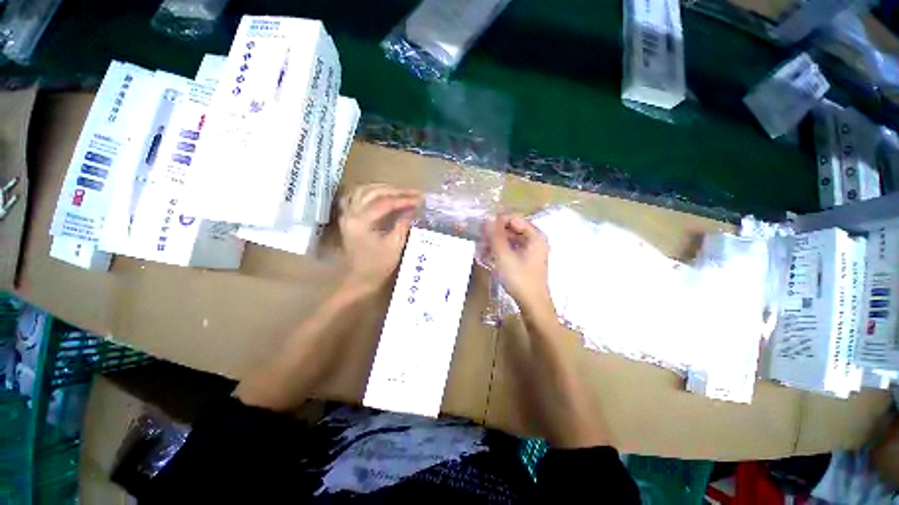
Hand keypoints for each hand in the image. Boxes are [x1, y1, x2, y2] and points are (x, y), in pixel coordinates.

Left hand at [339, 184, 421, 292]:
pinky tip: (380, 193)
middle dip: (396, 191)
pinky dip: (369, 192)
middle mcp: (350, 214)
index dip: (404, 199)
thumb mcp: (394, 246)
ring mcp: (347, 214)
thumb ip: (403, 224)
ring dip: (383, 188)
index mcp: (360, 222)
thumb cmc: (378, 266)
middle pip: (373, 193)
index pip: (384, 203)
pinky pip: (355, 196)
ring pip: (363, 191)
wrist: (360, 278)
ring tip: (401, 191)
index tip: (420, 199)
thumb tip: (414, 209)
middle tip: (413, 192)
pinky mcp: (348, 217)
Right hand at [487, 214, 553, 316]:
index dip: (497, 221)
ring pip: (510, 240)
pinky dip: (500, 251)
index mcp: (535, 236)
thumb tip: (488, 219)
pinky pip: (512, 249)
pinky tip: (488, 257)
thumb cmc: (519, 278)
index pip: (514, 219)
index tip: (482, 228)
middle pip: (512, 229)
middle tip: (480, 240)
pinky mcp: (526, 260)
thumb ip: (495, 235)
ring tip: (481, 251)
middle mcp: (535, 240)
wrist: (532, 304)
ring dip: (495, 243)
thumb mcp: (503, 255)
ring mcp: (531, 251)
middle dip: (495, 234)